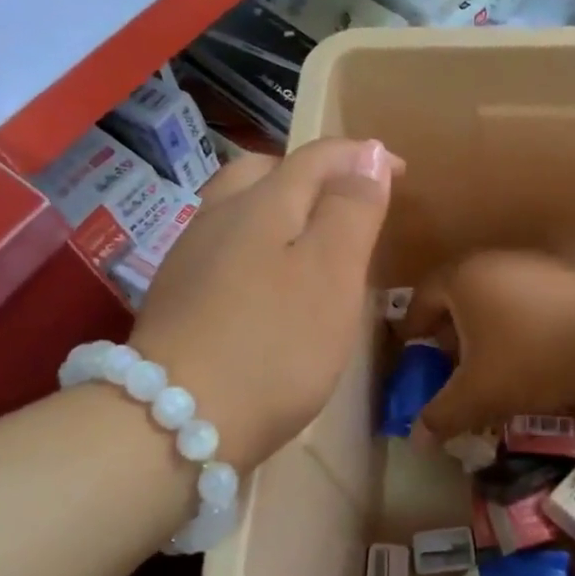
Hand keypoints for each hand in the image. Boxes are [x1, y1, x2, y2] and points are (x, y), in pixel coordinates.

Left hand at [132, 139, 399, 470]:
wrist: (174, 421)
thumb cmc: (274, 345)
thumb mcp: (331, 273)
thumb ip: (351, 209)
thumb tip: (366, 154)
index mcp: (262, 203)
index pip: (316, 156)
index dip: (360, 156)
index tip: (400, 171)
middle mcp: (218, 216)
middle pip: (263, 171)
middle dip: (310, 174)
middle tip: (346, 202)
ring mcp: (189, 257)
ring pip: (238, 210)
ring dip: (279, 209)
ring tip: (312, 243)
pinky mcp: (176, 296)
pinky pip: (224, 248)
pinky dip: (255, 246)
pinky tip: (268, 284)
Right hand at [401, 252, 574, 438]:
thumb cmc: (529, 358)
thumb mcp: (478, 394)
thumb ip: (442, 414)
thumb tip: (417, 437)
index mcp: (461, 279)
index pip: (422, 298)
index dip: (413, 327)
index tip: (413, 350)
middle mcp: (492, 261)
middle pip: (457, 294)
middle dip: (449, 330)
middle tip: (449, 362)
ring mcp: (531, 264)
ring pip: (493, 296)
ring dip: (484, 327)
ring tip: (490, 362)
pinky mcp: (563, 276)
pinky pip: (525, 299)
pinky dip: (516, 323)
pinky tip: (529, 352)